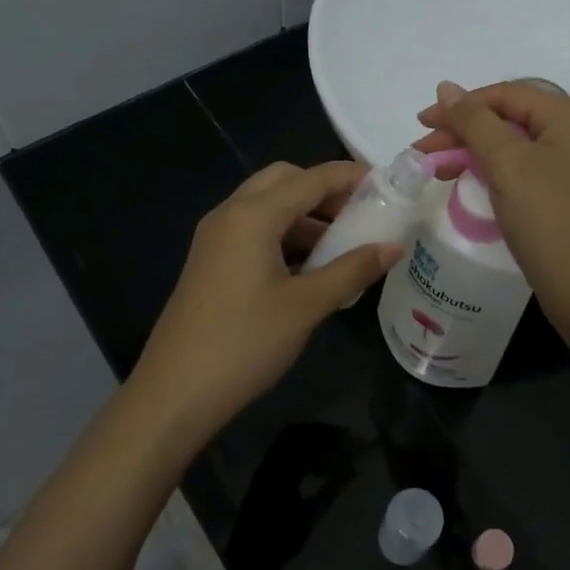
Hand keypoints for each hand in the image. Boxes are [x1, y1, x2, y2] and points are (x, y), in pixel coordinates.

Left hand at [129, 161, 401, 457]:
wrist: (175, 393)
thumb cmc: (245, 343)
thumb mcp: (306, 305)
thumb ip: (352, 270)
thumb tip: (394, 247)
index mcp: (253, 216)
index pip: (311, 178)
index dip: (350, 176)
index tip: (388, 185)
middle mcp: (230, 214)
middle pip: (284, 180)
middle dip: (324, 189)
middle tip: (360, 213)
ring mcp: (215, 237)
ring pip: (266, 204)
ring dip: (304, 213)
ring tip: (343, 242)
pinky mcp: (210, 260)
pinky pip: (253, 229)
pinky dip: (284, 233)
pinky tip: (309, 265)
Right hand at [415, 81, 569, 330]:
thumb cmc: (548, 220)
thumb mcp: (507, 164)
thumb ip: (474, 122)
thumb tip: (445, 87)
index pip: (507, 94)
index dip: (461, 105)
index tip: (422, 123)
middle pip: (510, 118)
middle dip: (463, 130)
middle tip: (423, 149)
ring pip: (513, 145)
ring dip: (472, 151)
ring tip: (437, 168)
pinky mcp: (566, 193)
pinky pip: (522, 169)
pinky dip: (491, 171)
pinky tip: (466, 182)